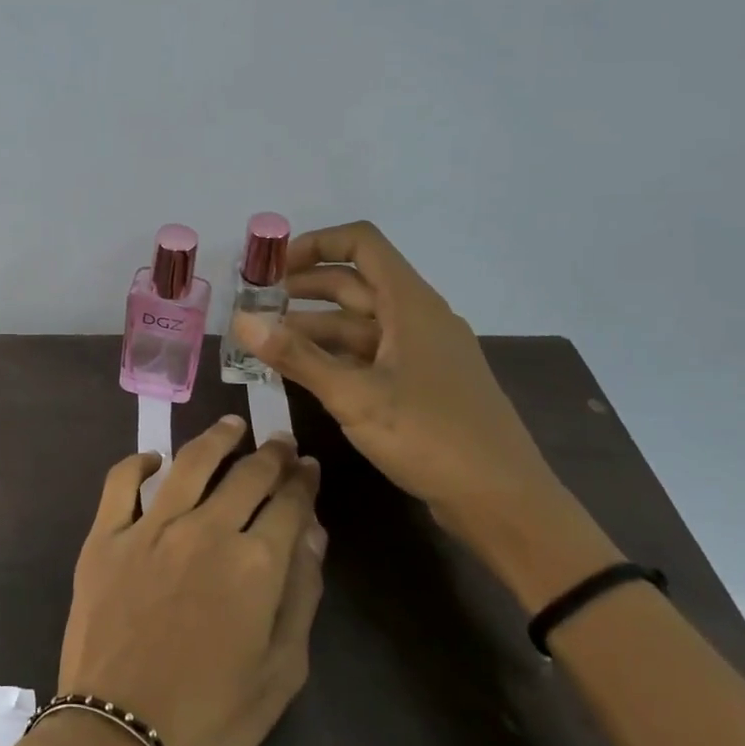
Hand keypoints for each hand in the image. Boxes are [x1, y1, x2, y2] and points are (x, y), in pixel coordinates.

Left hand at [57, 417, 325, 745]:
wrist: (122, 741)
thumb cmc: (214, 719)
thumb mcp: (282, 670)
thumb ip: (301, 593)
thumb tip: (312, 530)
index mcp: (256, 563)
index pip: (289, 503)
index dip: (303, 481)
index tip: (308, 466)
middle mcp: (205, 529)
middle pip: (246, 474)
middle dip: (269, 453)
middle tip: (278, 442)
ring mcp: (149, 527)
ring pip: (189, 462)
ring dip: (216, 438)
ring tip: (231, 426)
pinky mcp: (105, 536)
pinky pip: (120, 481)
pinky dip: (137, 462)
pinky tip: (152, 459)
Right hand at [229, 220, 562, 545]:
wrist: (503, 502)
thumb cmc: (430, 437)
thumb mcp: (354, 396)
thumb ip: (295, 356)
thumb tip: (241, 321)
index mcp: (410, 304)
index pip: (361, 243)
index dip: (315, 244)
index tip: (273, 268)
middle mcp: (418, 317)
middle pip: (355, 282)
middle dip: (303, 288)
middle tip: (256, 306)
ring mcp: (422, 352)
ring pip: (360, 322)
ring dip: (314, 326)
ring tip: (268, 341)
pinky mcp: (422, 383)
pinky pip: (371, 353)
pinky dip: (335, 355)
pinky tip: (304, 372)